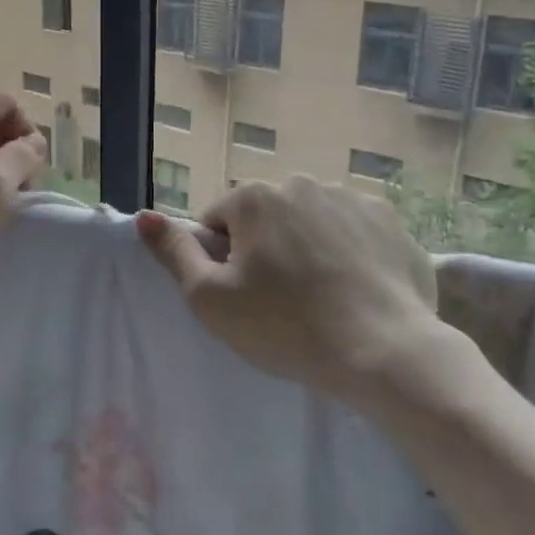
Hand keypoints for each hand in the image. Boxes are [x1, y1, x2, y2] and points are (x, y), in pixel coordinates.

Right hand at [135, 175, 477, 406]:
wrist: (384, 351)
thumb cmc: (285, 326)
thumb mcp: (210, 299)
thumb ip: (174, 252)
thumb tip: (144, 217)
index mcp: (255, 198)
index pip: (218, 222)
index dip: (222, 261)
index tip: (242, 297)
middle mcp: (302, 183)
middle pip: (266, 218)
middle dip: (265, 250)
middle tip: (280, 302)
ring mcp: (352, 199)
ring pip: (310, 223)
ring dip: (306, 249)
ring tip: (321, 299)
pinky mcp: (390, 222)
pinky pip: (352, 233)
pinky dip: (347, 254)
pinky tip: (354, 292)